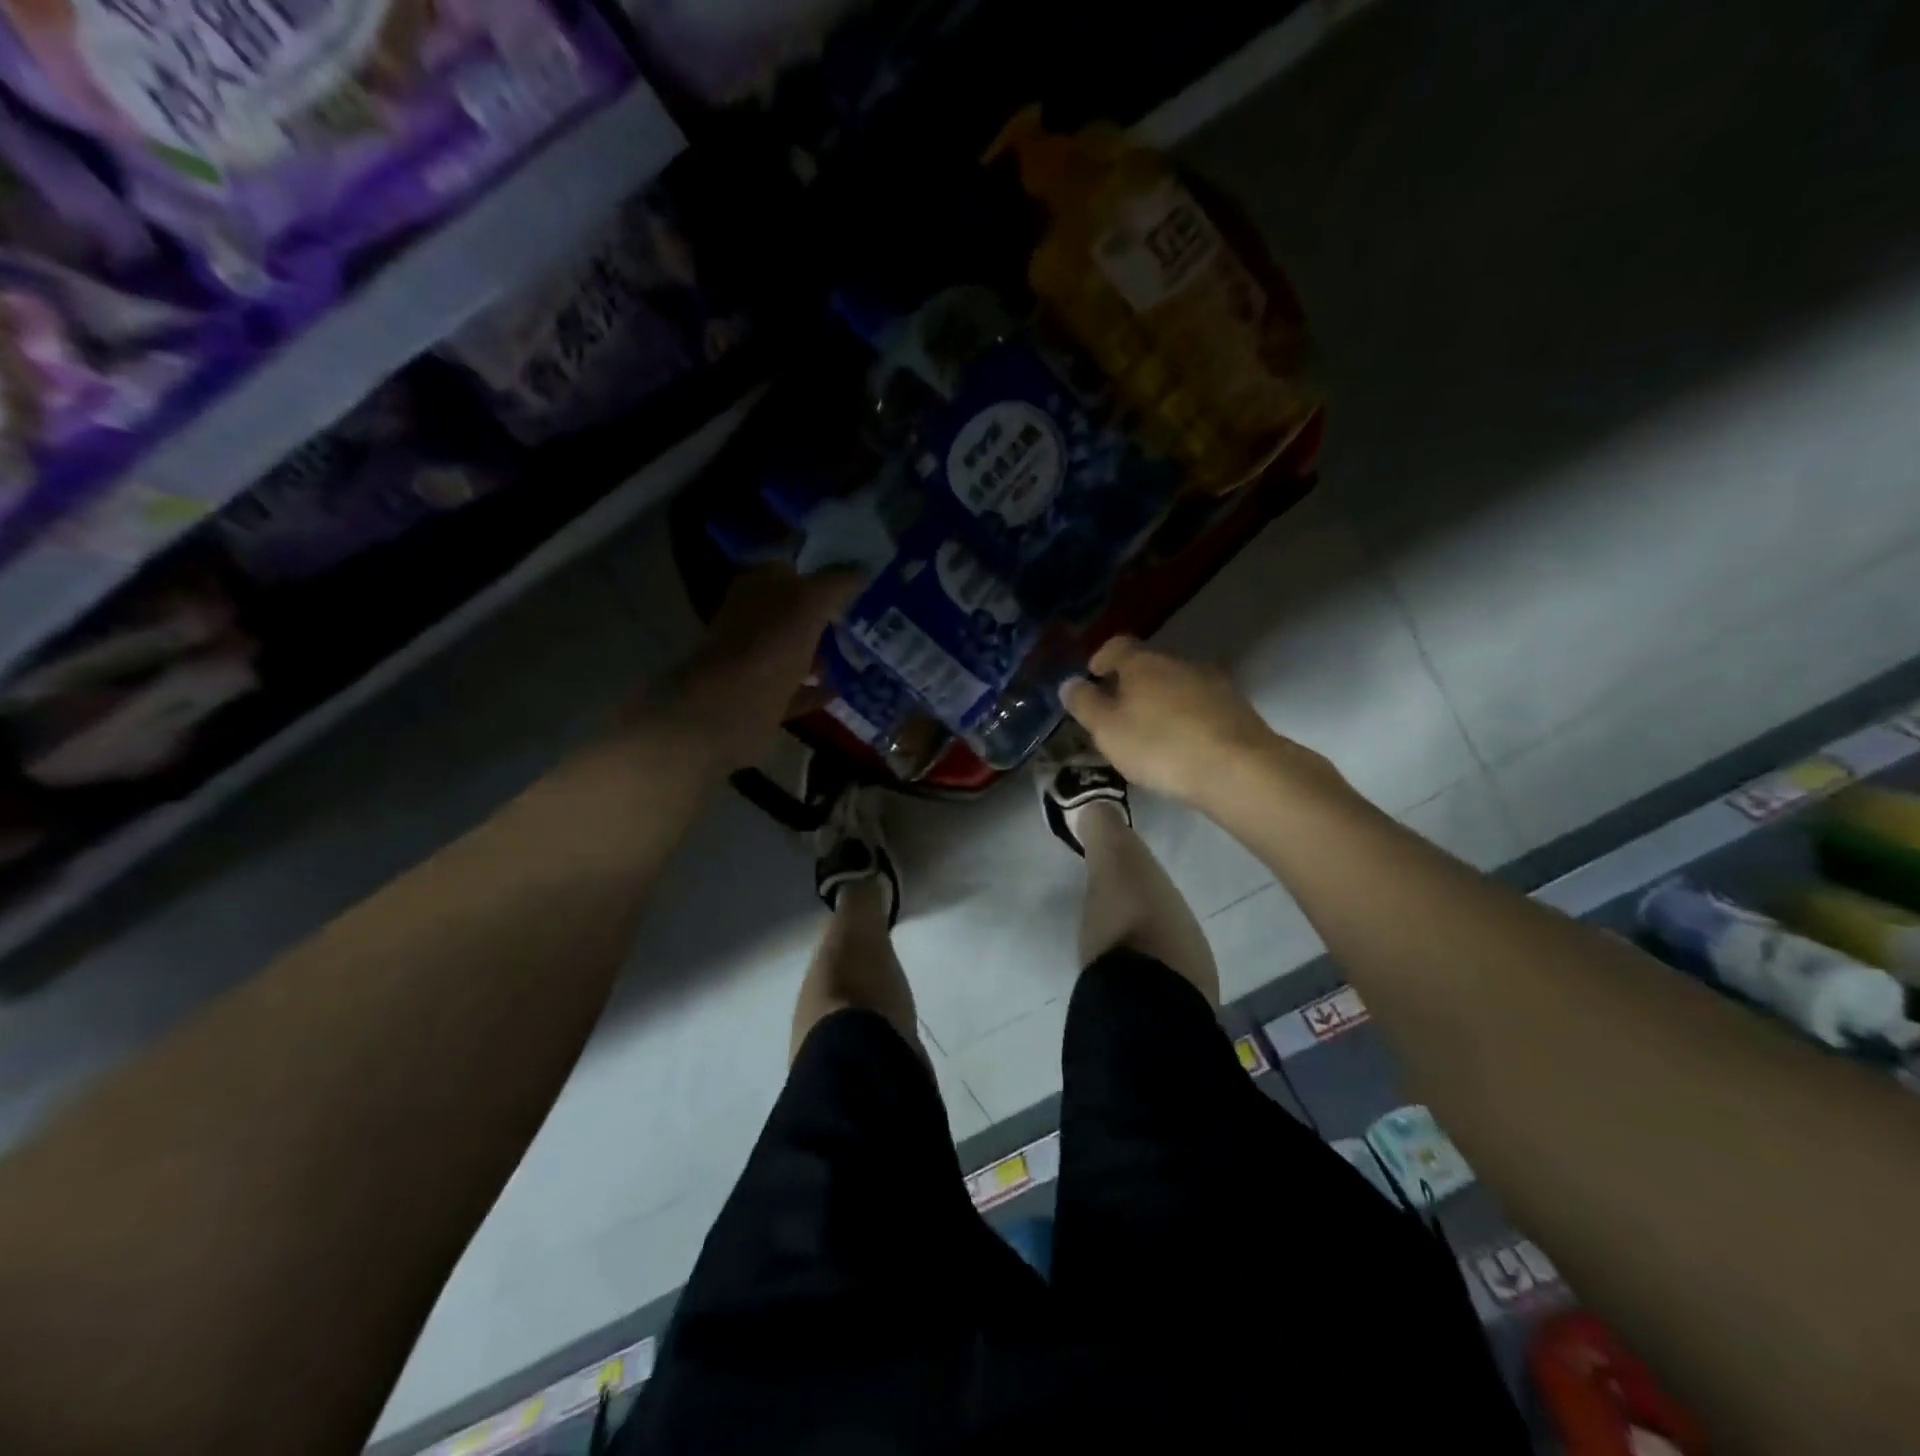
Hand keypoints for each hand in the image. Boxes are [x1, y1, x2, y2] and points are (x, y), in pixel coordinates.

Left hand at [660, 566, 860, 770]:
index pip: (792, 569)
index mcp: (757, 589)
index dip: (822, 572)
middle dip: (828, 614)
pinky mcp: (763, 699)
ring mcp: (756, 662)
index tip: (858, 580)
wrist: (729, 710)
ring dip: (824, 652)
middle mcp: (753, 621)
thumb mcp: (809, 603)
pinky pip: (796, 690)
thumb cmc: (769, 646)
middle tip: (870, 616)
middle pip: (795, 612)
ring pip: (796, 651)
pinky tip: (845, 689)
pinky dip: (817, 689)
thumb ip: (837, 584)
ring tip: (863, 652)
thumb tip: (864, 571)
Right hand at [1060, 636, 1342, 810]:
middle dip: (1130, 684)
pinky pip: (1200, 706)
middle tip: (1116, 713)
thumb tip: (1070, 682)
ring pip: (1176, 685)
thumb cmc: (1160, 746)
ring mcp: (1213, 683)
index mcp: (1143, 662)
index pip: (1117, 645)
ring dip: (1160, 701)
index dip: (1101, 658)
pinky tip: (1182, 744)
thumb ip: (1085, 704)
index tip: (1092, 677)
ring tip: (1150, 733)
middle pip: (1148, 665)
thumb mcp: (1107, 730)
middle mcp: (1179, 662)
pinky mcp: (1236, 708)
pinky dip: (1186, 718)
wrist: (1238, 769)